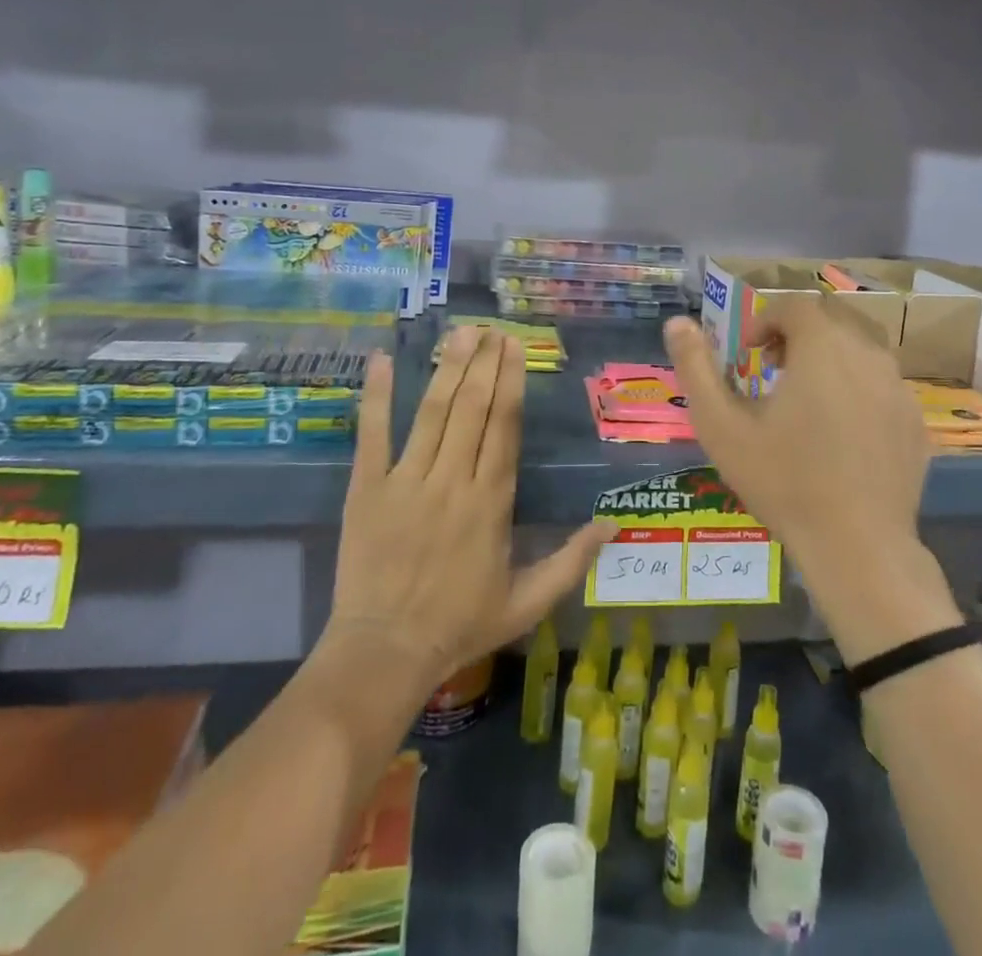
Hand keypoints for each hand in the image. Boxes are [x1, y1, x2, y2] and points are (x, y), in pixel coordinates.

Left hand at [318, 327, 614, 696]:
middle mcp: (452, 480)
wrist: (384, 653)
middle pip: (472, 407)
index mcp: (491, 501)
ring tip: (460, 332)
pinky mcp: (368, 489)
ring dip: (447, 368)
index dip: (510, 381)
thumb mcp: (528, 601)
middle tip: (491, 327)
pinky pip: (373, 434)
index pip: (504, 426)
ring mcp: (407, 480)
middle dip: (483, 362)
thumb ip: (572, 561)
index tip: (514, 346)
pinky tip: (384, 360)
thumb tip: (614, 524)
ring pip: (432, 412)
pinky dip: (377, 396)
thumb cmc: (460, 625)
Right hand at [664, 301, 956, 661]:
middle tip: (773, 369)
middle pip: (832, 319)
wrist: (857, 546)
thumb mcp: (722, 426)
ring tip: (806, 397)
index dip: (766, 320)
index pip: (795, 305)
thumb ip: (696, 368)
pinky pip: (882, 383)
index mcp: (822, 346)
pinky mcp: (914, 419)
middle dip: (798, 333)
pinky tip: (841, 430)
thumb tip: (677, 322)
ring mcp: (898, 387)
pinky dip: (857, 387)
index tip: (749, 354)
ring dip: (830, 357)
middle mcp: (867, 354)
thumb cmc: (783, 481)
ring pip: (861, 348)